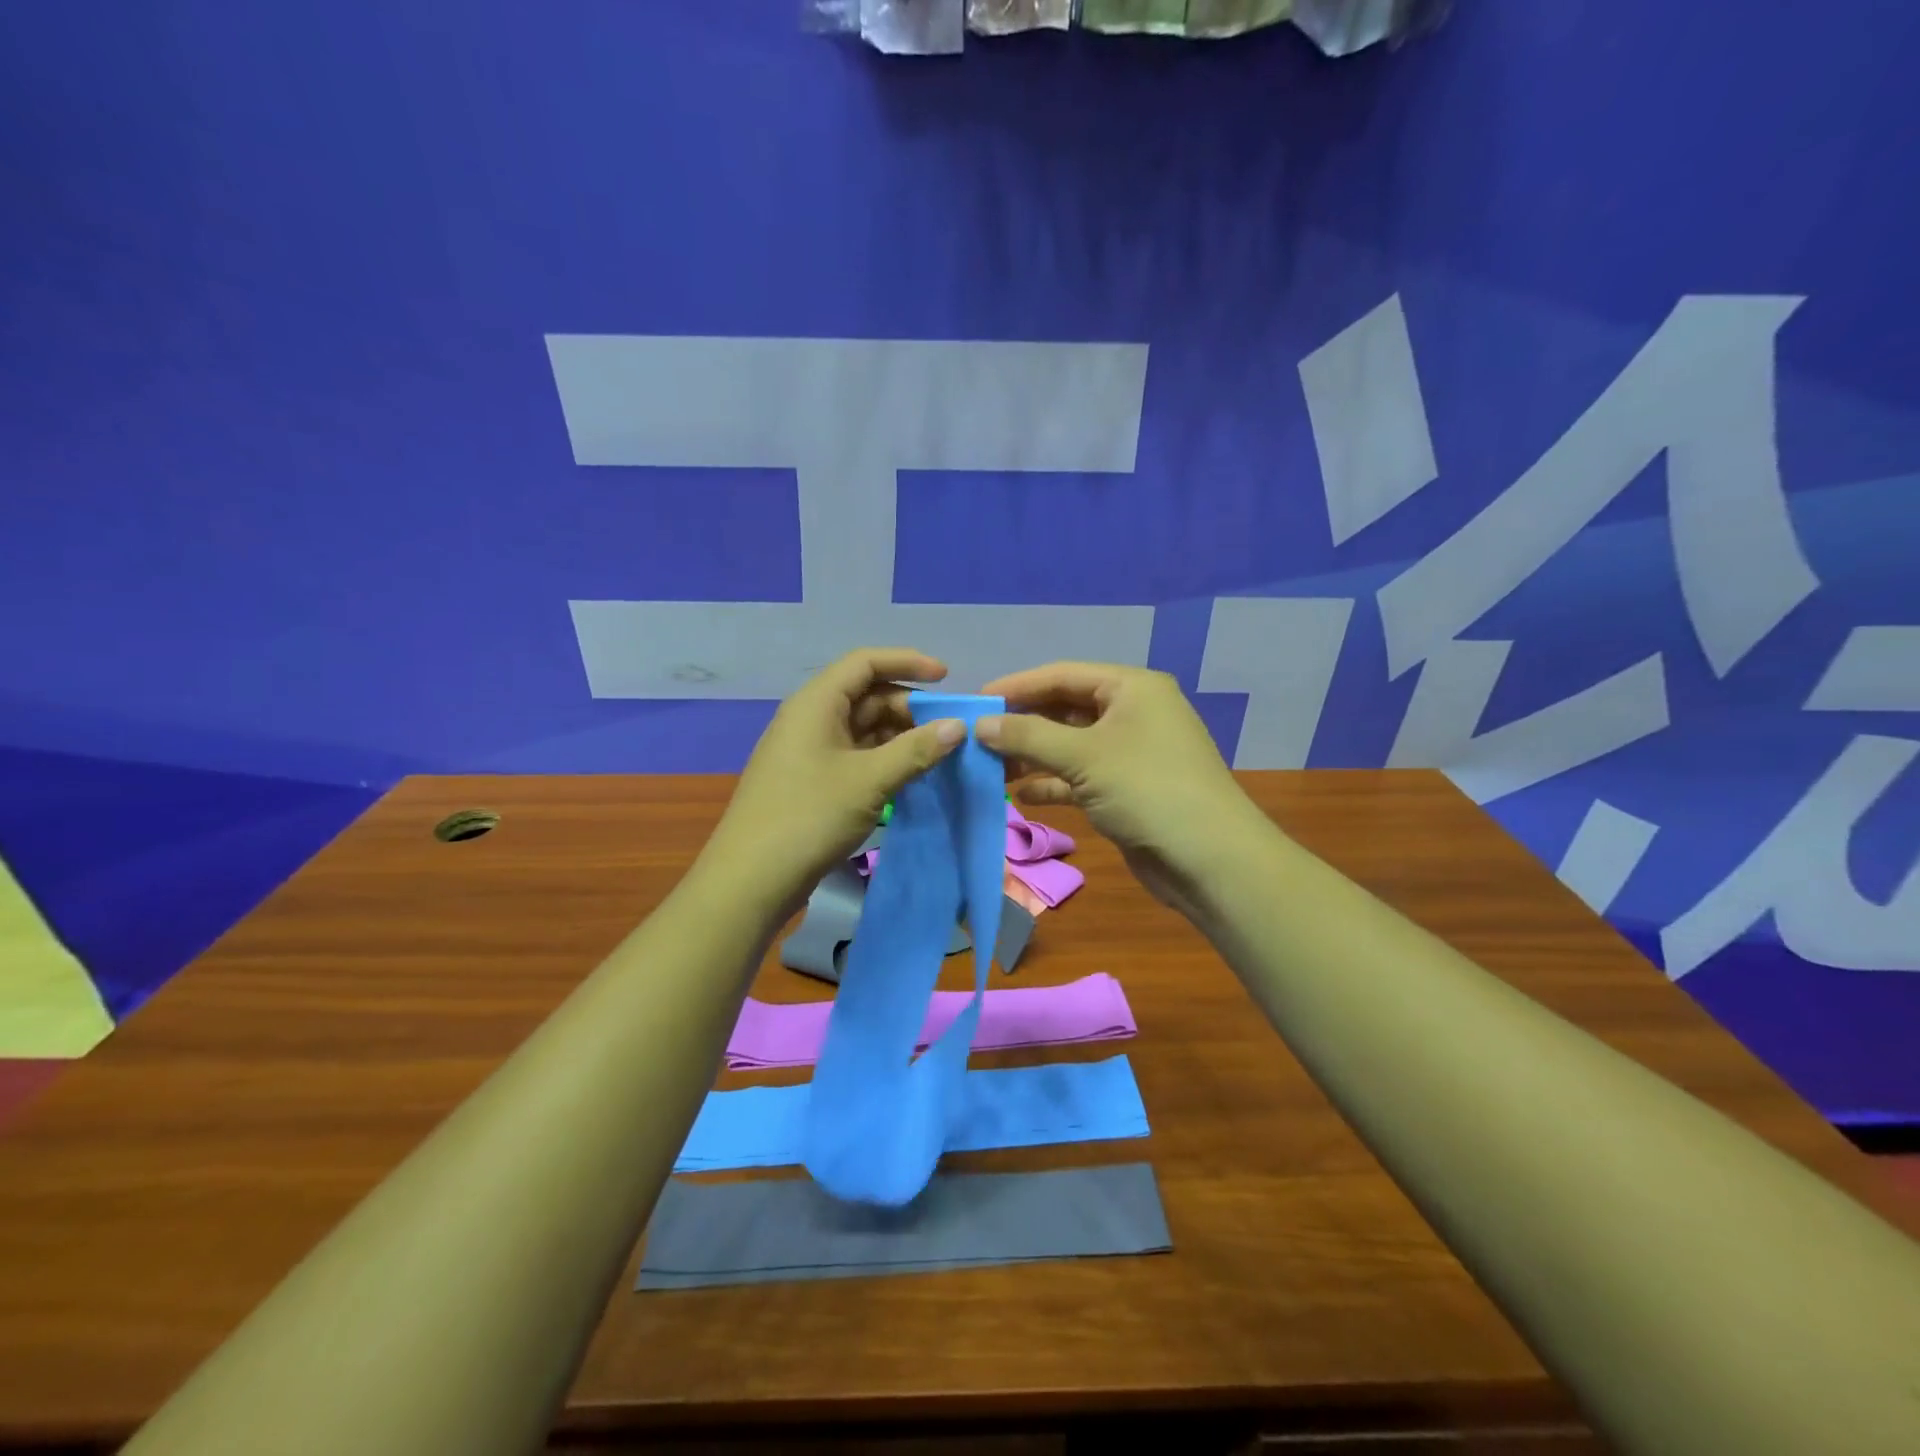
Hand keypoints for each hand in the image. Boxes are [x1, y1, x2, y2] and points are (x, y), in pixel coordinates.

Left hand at [701, 648, 966, 918]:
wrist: (752, 878)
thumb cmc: (809, 816)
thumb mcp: (870, 780)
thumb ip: (916, 750)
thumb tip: (959, 726)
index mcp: (816, 703)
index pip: (865, 663)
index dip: (907, 662)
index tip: (946, 677)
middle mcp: (811, 718)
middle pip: (867, 696)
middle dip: (909, 708)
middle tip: (949, 731)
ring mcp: (810, 751)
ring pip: (863, 729)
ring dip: (900, 737)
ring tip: (937, 756)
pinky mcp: (812, 780)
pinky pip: (855, 756)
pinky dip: (884, 760)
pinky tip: (910, 777)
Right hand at [976, 662, 1265, 914]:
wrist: (1210, 859)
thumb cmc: (1147, 790)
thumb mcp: (1083, 756)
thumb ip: (1028, 736)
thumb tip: (980, 724)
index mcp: (1131, 687)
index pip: (1062, 674)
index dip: (1016, 686)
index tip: (974, 702)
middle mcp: (1132, 713)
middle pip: (1064, 708)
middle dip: (1022, 724)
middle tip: (976, 739)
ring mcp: (1130, 753)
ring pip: (1070, 745)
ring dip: (1033, 756)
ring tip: (990, 769)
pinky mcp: (1127, 789)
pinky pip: (1080, 776)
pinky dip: (1052, 783)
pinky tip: (1022, 796)